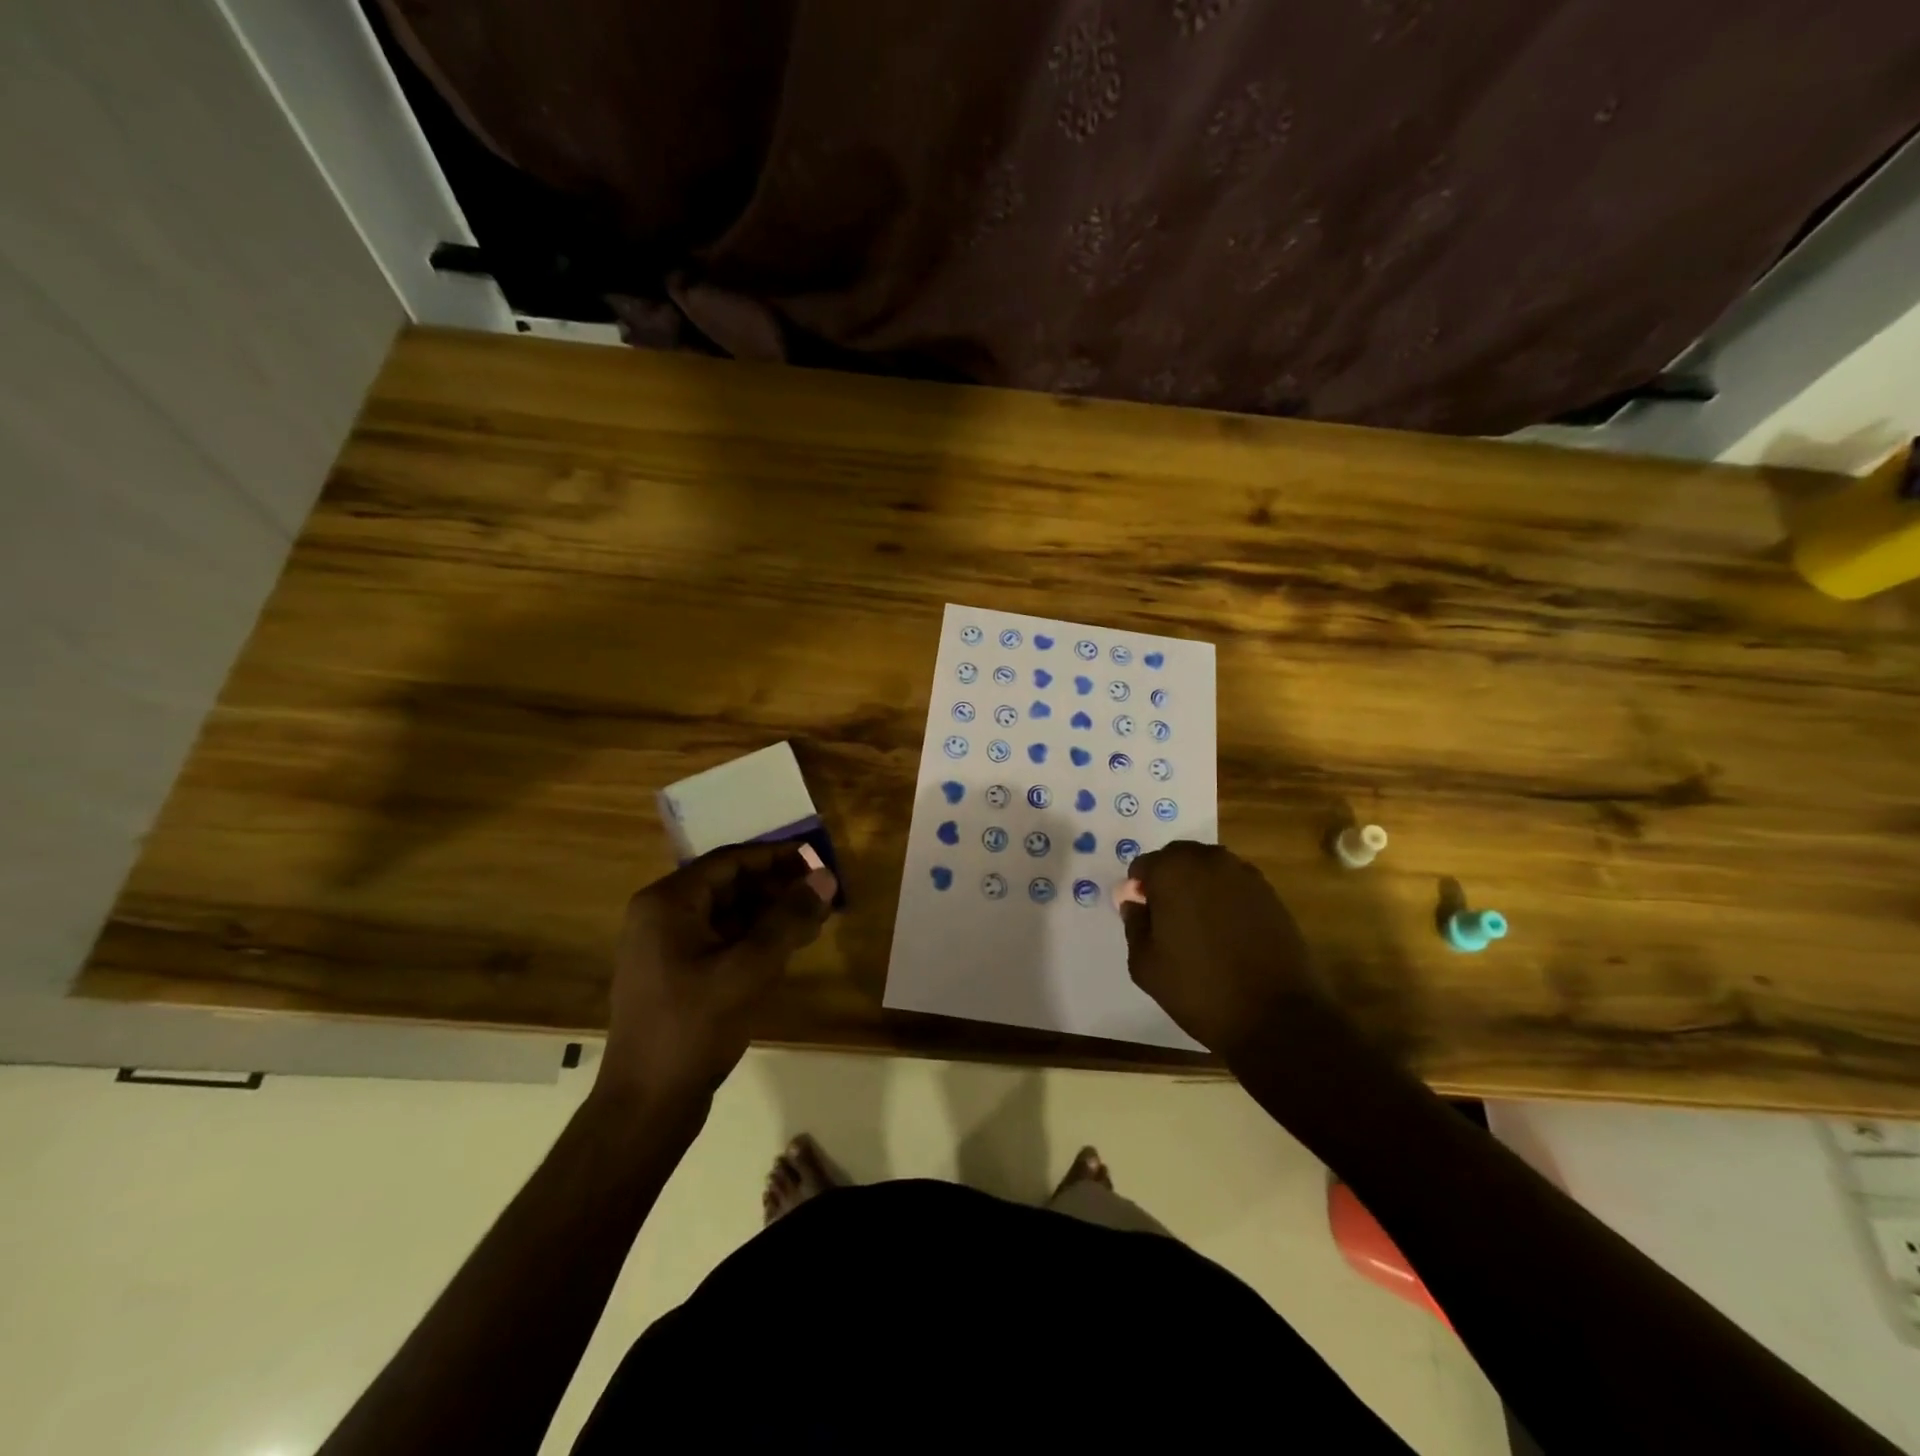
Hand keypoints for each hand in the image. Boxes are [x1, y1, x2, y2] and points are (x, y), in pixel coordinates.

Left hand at [599, 843, 833, 1112]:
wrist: (647, 1105)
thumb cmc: (694, 1026)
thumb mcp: (750, 968)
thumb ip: (789, 918)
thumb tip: (825, 876)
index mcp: (668, 903)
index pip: (730, 861)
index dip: (777, 856)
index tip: (817, 858)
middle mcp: (661, 916)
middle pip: (729, 885)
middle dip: (777, 887)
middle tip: (822, 892)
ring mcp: (666, 948)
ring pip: (728, 914)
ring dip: (770, 913)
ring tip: (816, 919)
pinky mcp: (676, 975)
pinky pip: (721, 941)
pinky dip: (755, 938)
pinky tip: (789, 946)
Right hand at [1119, 841, 1323, 1060]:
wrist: (1276, 1016)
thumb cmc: (1199, 989)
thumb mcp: (1146, 964)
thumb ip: (1134, 925)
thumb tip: (1135, 905)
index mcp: (1173, 871)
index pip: (1144, 866)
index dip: (1139, 890)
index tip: (1144, 917)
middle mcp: (1210, 861)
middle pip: (1178, 858)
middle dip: (1169, 881)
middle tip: (1169, 920)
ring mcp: (1246, 876)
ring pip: (1209, 870)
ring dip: (1199, 888)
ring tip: (1200, 928)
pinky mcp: (1271, 895)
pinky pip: (1236, 886)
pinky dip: (1226, 900)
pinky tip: (1228, 934)